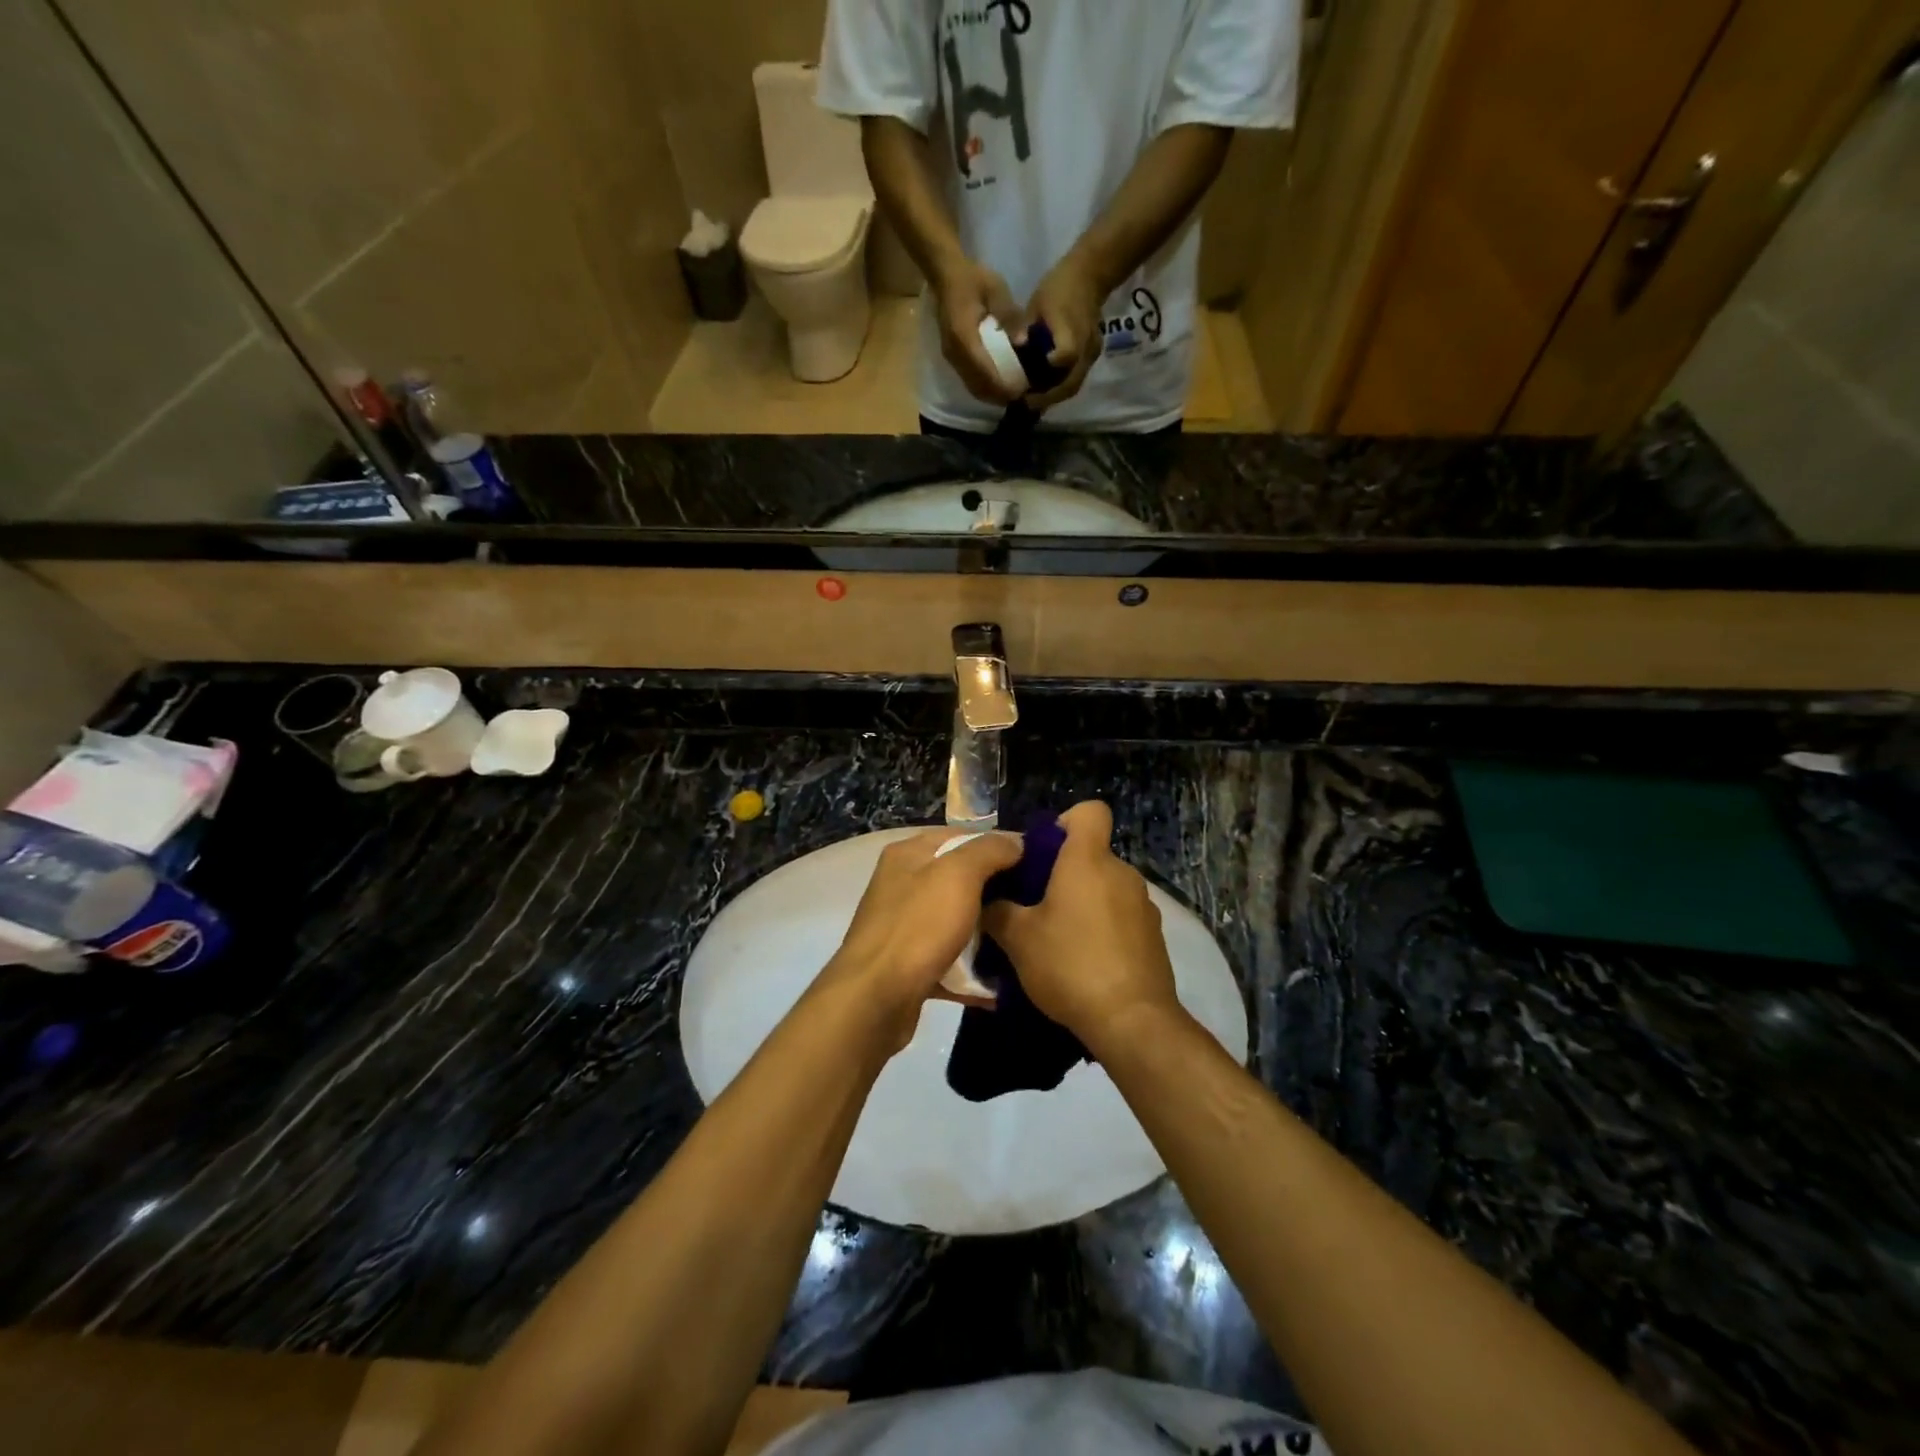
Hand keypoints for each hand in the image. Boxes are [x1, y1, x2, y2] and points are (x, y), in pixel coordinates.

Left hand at [821, 829, 1022, 1051]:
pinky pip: (951, 960)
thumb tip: (1017, 843)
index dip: (1000, 847)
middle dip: (998, 891)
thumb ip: (990, 850)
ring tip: (1026, 941)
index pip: (963, 837)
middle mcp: (903, 885)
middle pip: (961, 879)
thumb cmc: (918, 927)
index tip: (1038, 865)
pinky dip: (974, 970)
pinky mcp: (910, 965)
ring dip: (989, 933)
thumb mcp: (959, 875)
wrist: (874, 1000)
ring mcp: (905, 926)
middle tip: (1036, 904)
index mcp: (909, 854)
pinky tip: (1004, 981)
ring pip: (958, 921)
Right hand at [931, 258, 1022, 404]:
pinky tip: (1000, 387)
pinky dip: (985, 389)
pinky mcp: (953, 360)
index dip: (1002, 384)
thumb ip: (1009, 314)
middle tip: (1022, 396)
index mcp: (963, 336)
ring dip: (992, 396)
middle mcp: (955, 353)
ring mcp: (951, 358)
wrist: (946, 276)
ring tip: (1013, 395)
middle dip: (999, 395)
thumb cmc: (973, 279)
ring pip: (973, 387)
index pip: (984, 370)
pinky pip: (969, 382)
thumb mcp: (995, 288)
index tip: (1021, 390)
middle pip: (978, 385)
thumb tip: (1023, 341)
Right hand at [981, 802, 1180, 1051]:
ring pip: (1105, 887)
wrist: (1132, 1021)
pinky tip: (1084, 962)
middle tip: (1034, 905)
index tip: (1042, 852)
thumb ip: (997, 911)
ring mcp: (1143, 905)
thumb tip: (988, 901)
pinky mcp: (1153, 936)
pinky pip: (1121, 916)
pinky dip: (1102, 928)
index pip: (1090, 811)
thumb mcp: (1017, 939)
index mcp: (1088, 860)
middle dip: (1063, 873)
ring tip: (1057, 939)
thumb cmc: (1070, 964)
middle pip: (1091, 854)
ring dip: (1083, 902)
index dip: (1065, 822)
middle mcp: (1121, 873)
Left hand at [1020, 253, 1107, 411]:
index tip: (1029, 381)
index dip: (1049, 369)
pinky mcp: (1092, 356)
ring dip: (1054, 396)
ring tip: (1033, 399)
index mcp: (1071, 330)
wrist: (1090, 276)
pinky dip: (1061, 387)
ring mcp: (1092, 354)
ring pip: (1074, 386)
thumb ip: (1026, 326)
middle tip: (1025, 402)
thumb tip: (1015, 346)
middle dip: (1047, 397)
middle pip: (1070, 383)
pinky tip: (1045, 388)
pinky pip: (1076, 378)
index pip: (1066, 354)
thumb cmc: (1059, 287)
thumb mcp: (1037, 303)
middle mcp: (1085, 347)